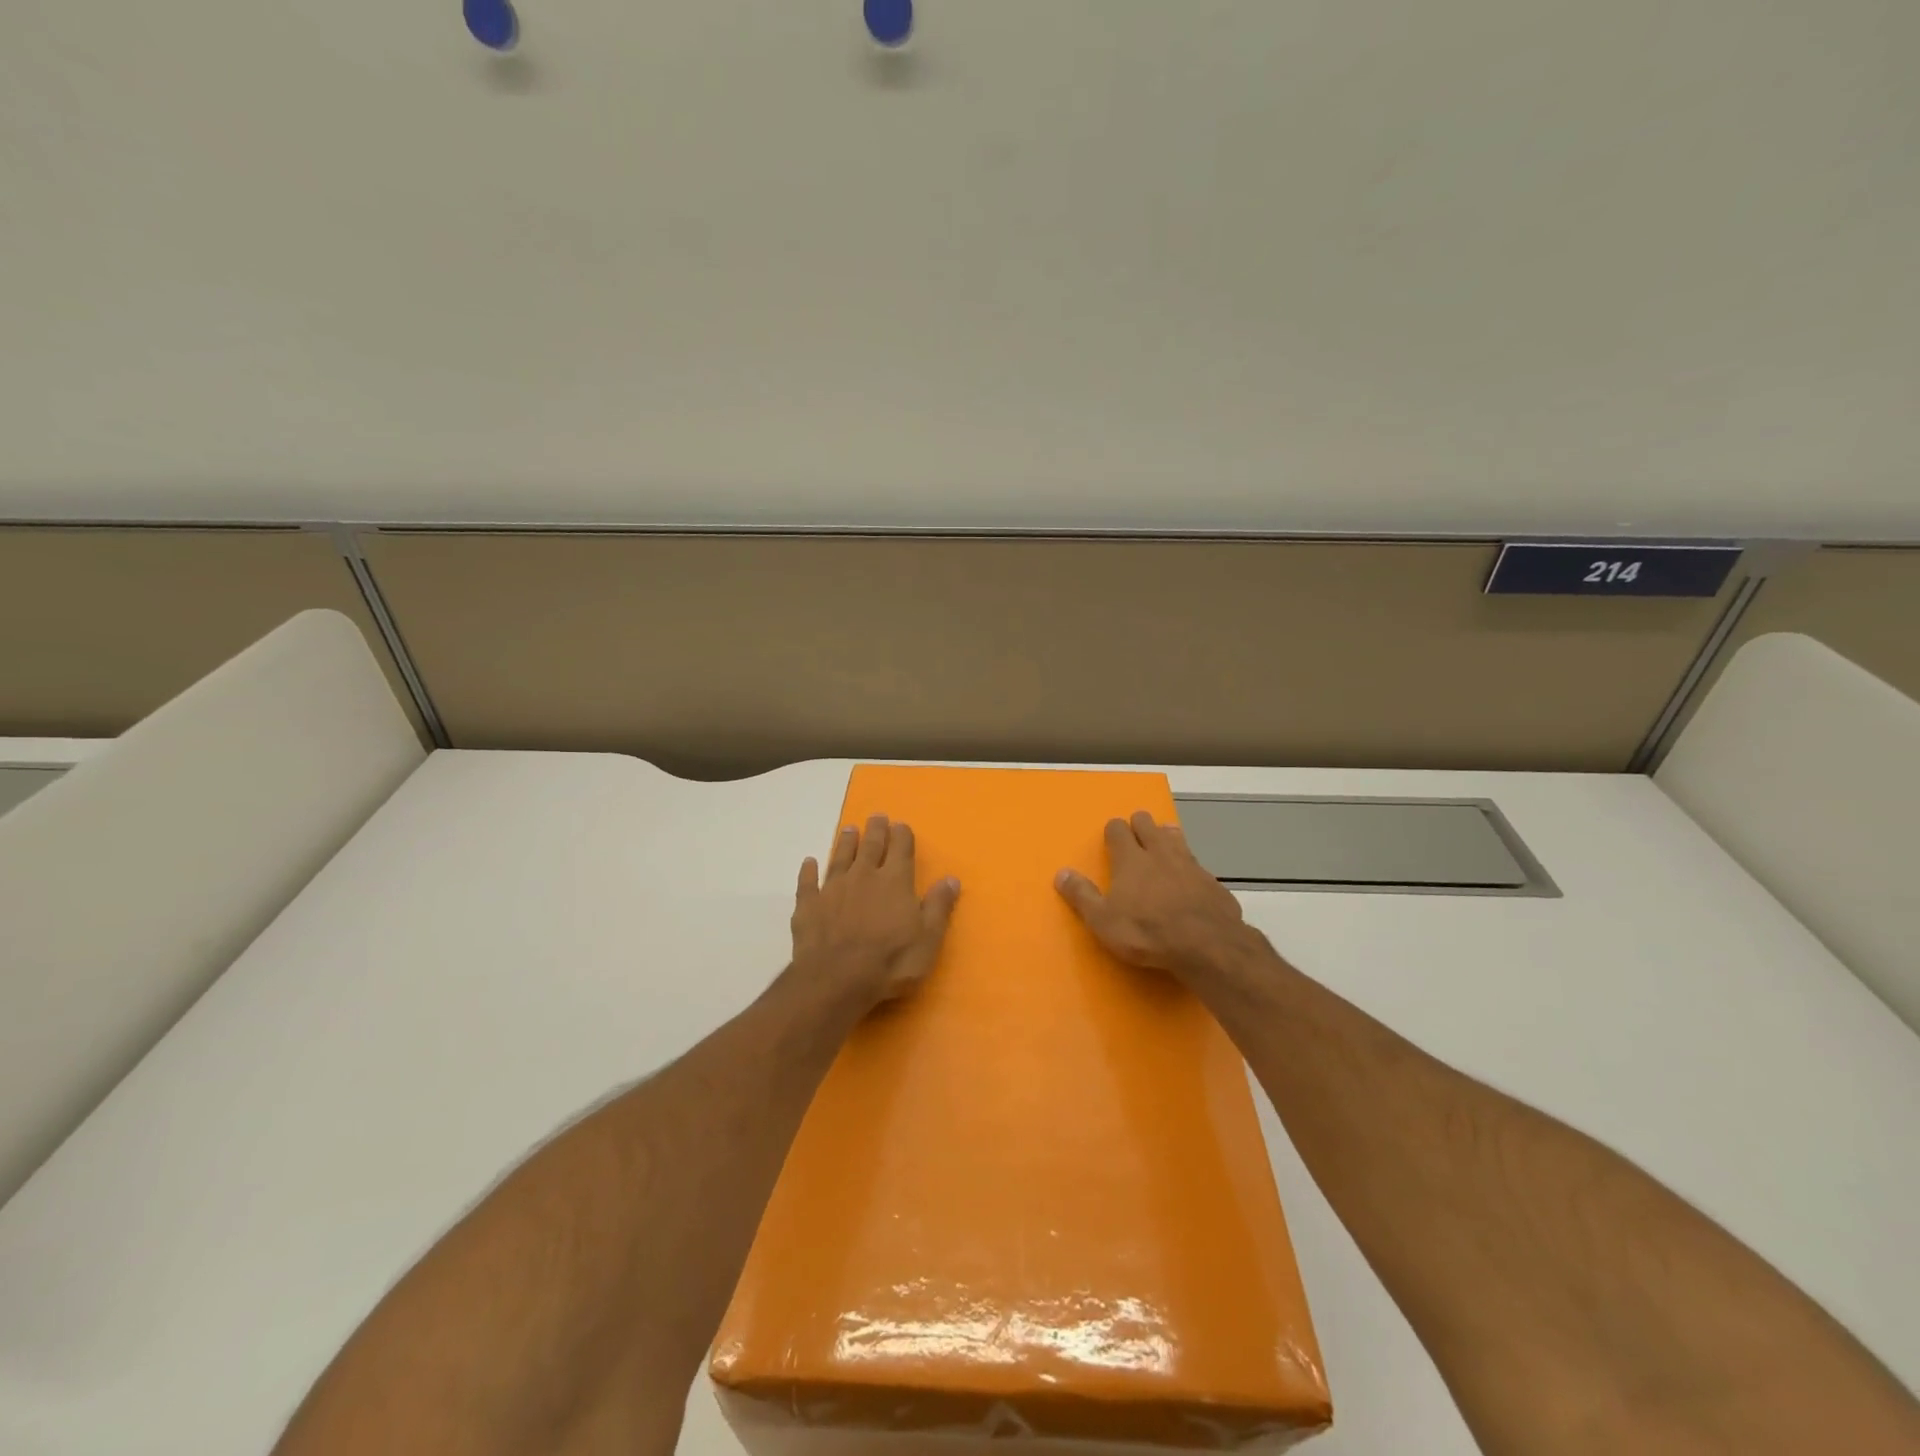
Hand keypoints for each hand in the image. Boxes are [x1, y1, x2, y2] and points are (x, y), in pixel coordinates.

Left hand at [792, 815, 960, 1013]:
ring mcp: (833, 888)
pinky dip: (808, 871)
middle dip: (875, 830)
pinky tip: (809, 862)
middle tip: (876, 816)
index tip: (901, 825)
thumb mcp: (928, 939)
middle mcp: (864, 876)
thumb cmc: (890, 962)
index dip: (902, 835)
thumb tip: (951, 878)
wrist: (837, 979)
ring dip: (845, 842)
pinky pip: (808, 882)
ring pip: (840, 857)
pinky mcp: (809, 905)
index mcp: (895, 881)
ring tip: (848, 829)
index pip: (901, 849)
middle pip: (871, 846)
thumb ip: (938, 906)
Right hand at [1056, 812, 1249, 983]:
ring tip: (1163, 842)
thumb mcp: (1103, 920)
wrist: (1206, 945)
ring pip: (1176, 837)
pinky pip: (1197, 865)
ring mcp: (1190, 864)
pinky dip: (1189, 867)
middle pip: (1148, 824)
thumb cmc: (1146, 931)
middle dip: (1140, 824)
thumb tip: (1061, 873)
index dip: (1113, 829)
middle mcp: (1159, 852)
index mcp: (1130, 859)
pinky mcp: (1212, 881)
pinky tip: (1190, 880)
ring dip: (1167, 836)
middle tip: (1136, 833)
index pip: (1118, 829)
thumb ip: (1082, 895)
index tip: (1111, 835)